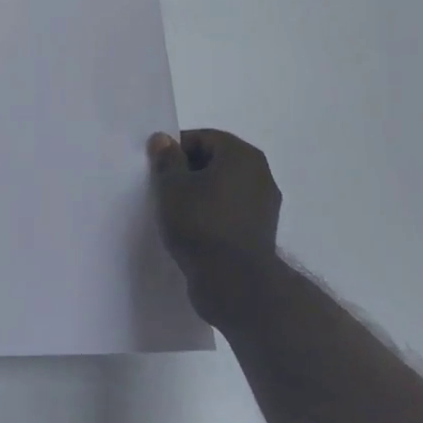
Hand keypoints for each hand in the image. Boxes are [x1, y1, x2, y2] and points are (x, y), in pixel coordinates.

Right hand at [148, 129, 281, 320]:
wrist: (236, 284)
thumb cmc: (201, 224)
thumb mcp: (172, 186)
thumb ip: (166, 159)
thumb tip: (163, 139)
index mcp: (242, 155)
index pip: (202, 138)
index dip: (176, 150)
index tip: (157, 170)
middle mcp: (260, 174)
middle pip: (215, 162)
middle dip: (188, 172)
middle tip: (163, 190)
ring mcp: (264, 205)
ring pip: (222, 188)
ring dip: (200, 195)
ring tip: (176, 213)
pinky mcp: (261, 232)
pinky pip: (230, 212)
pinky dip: (212, 215)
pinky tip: (193, 231)